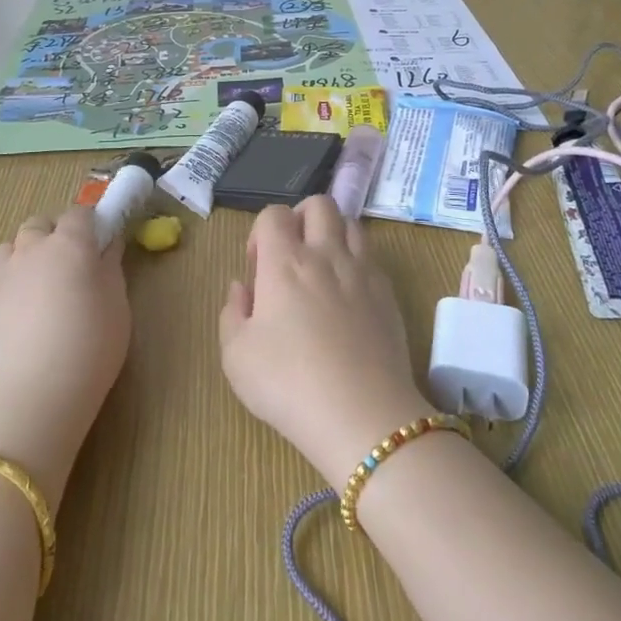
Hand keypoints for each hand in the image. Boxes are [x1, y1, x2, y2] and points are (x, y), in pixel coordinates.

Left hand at [0, 207, 128, 506]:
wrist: (35, 395)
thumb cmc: (90, 346)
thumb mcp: (117, 304)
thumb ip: (111, 267)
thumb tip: (108, 246)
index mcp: (70, 243)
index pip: (81, 213)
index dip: (92, 224)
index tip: (101, 242)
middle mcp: (32, 249)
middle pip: (41, 224)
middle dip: (55, 235)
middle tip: (70, 266)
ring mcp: (1, 274)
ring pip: (12, 247)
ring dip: (27, 255)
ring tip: (40, 287)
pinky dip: (9, 284)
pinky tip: (20, 313)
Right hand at [217, 198, 433, 489]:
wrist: (362, 416)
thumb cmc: (288, 384)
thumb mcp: (236, 356)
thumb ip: (232, 312)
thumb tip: (242, 286)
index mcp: (285, 262)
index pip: (274, 214)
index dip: (261, 232)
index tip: (257, 269)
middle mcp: (326, 254)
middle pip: (319, 204)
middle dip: (301, 217)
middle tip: (291, 255)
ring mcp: (363, 271)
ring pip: (351, 223)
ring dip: (332, 234)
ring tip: (322, 269)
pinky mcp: (388, 293)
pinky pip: (371, 257)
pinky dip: (356, 262)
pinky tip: (348, 296)